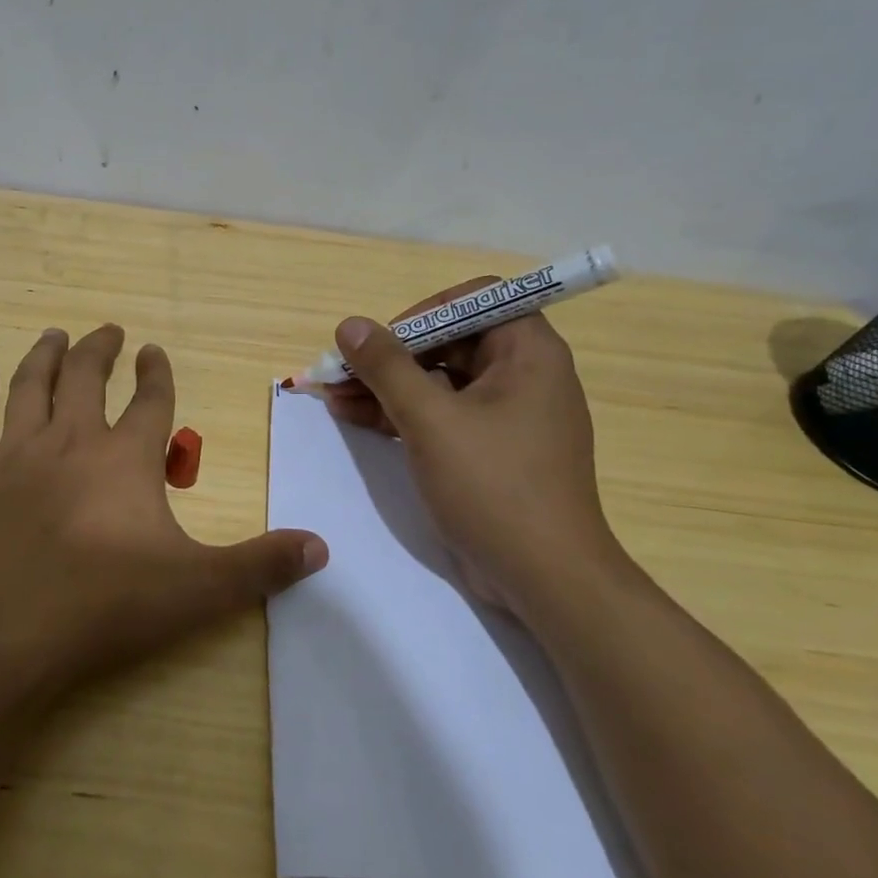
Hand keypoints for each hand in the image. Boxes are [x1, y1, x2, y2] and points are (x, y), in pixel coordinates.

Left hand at [0, 325, 327, 706]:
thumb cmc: (102, 608)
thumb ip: (260, 566)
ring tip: (55, 334)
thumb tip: (321, 547)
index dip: (157, 373)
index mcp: (124, 459)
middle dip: (101, 350)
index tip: (155, 350)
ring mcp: (15, 455)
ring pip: (32, 387)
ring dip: (46, 356)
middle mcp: (69, 441)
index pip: (150, 400)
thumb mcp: (197, 590)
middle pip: (87, 378)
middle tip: (109, 331)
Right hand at [324, 281, 625, 614]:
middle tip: (341, 370)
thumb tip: (349, 325)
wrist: (544, 578)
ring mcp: (506, 415)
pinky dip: (401, 414)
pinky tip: (354, 417)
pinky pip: (442, 415)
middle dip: (391, 355)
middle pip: (449, 341)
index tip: (382, 340)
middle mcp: (523, 374)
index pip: (475, 299)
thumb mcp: (430, 420)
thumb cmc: (494, 486)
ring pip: (438, 381)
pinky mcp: (489, 450)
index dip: (423, 311)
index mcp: (528, 352)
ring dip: (386, 386)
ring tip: (333, 395)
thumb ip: (387, 368)